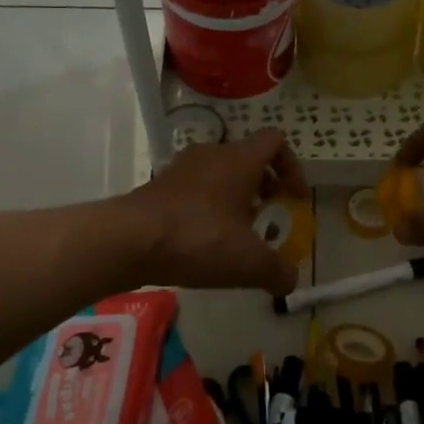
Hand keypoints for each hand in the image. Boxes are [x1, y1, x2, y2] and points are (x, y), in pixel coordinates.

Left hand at [123, 129, 308, 293]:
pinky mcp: (159, 187)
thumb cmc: (199, 239)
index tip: (294, 198)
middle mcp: (211, 155)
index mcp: (239, 160)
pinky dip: (207, 208)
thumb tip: (291, 281)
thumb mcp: (249, 263)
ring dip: (234, 197)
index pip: (275, 142)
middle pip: (247, 158)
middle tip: (268, 216)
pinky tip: (204, 241)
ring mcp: (181, 169)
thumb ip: (278, 271)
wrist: (129, 240)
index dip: (292, 167)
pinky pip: (194, 190)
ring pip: (219, 174)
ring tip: (236, 233)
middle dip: (263, 186)